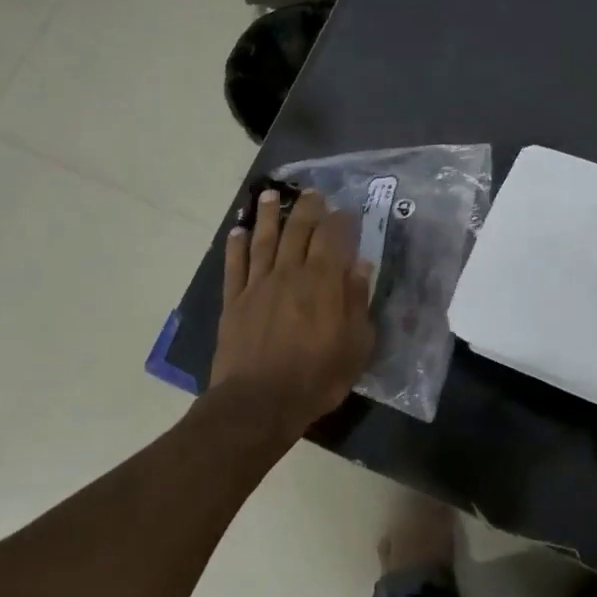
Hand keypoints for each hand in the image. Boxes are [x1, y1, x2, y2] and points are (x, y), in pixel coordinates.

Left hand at [211, 189, 374, 436]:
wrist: (259, 403)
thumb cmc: (316, 377)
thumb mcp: (355, 345)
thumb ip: (357, 301)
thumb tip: (362, 264)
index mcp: (323, 281)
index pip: (333, 237)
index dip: (340, 220)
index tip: (346, 210)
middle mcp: (290, 273)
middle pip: (298, 230)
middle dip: (307, 208)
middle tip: (312, 193)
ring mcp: (258, 285)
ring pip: (264, 240)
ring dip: (269, 215)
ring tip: (271, 195)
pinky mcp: (235, 301)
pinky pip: (235, 265)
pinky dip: (236, 246)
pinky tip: (238, 231)